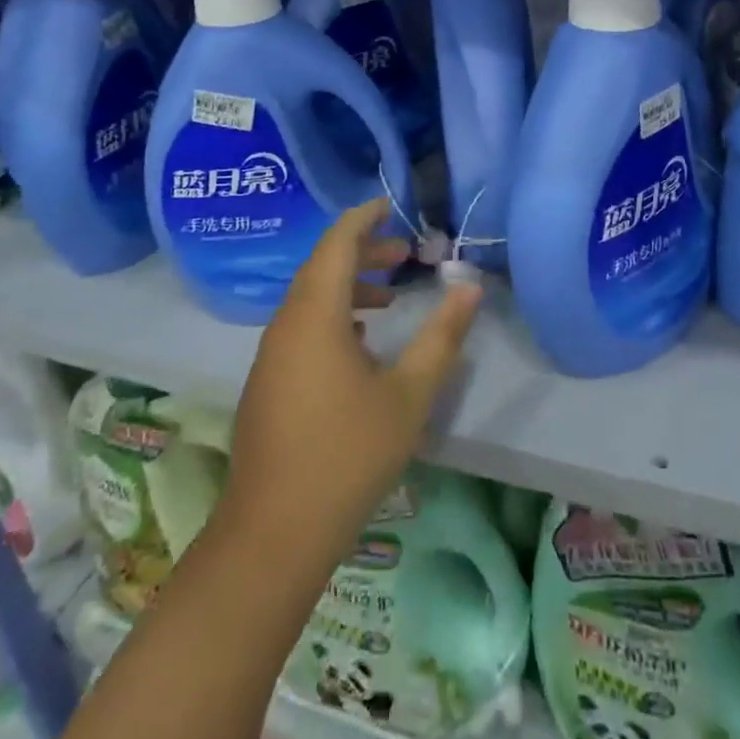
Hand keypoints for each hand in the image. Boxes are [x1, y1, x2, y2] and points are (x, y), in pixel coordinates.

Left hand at [222, 199, 483, 568]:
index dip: (363, 218)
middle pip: (322, 266)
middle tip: (405, 253)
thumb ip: (441, 337)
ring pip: (310, 298)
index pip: (336, 243)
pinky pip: (301, 325)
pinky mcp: (268, 381)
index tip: (391, 206)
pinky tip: (360, 341)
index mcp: (315, 315)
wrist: (274, 533)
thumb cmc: (347, 455)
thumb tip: (471, 289)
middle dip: (363, 251)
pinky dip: (333, 314)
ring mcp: (271, 354)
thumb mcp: (408, 395)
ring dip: (348, 285)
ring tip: (390, 296)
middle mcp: (286, 324)